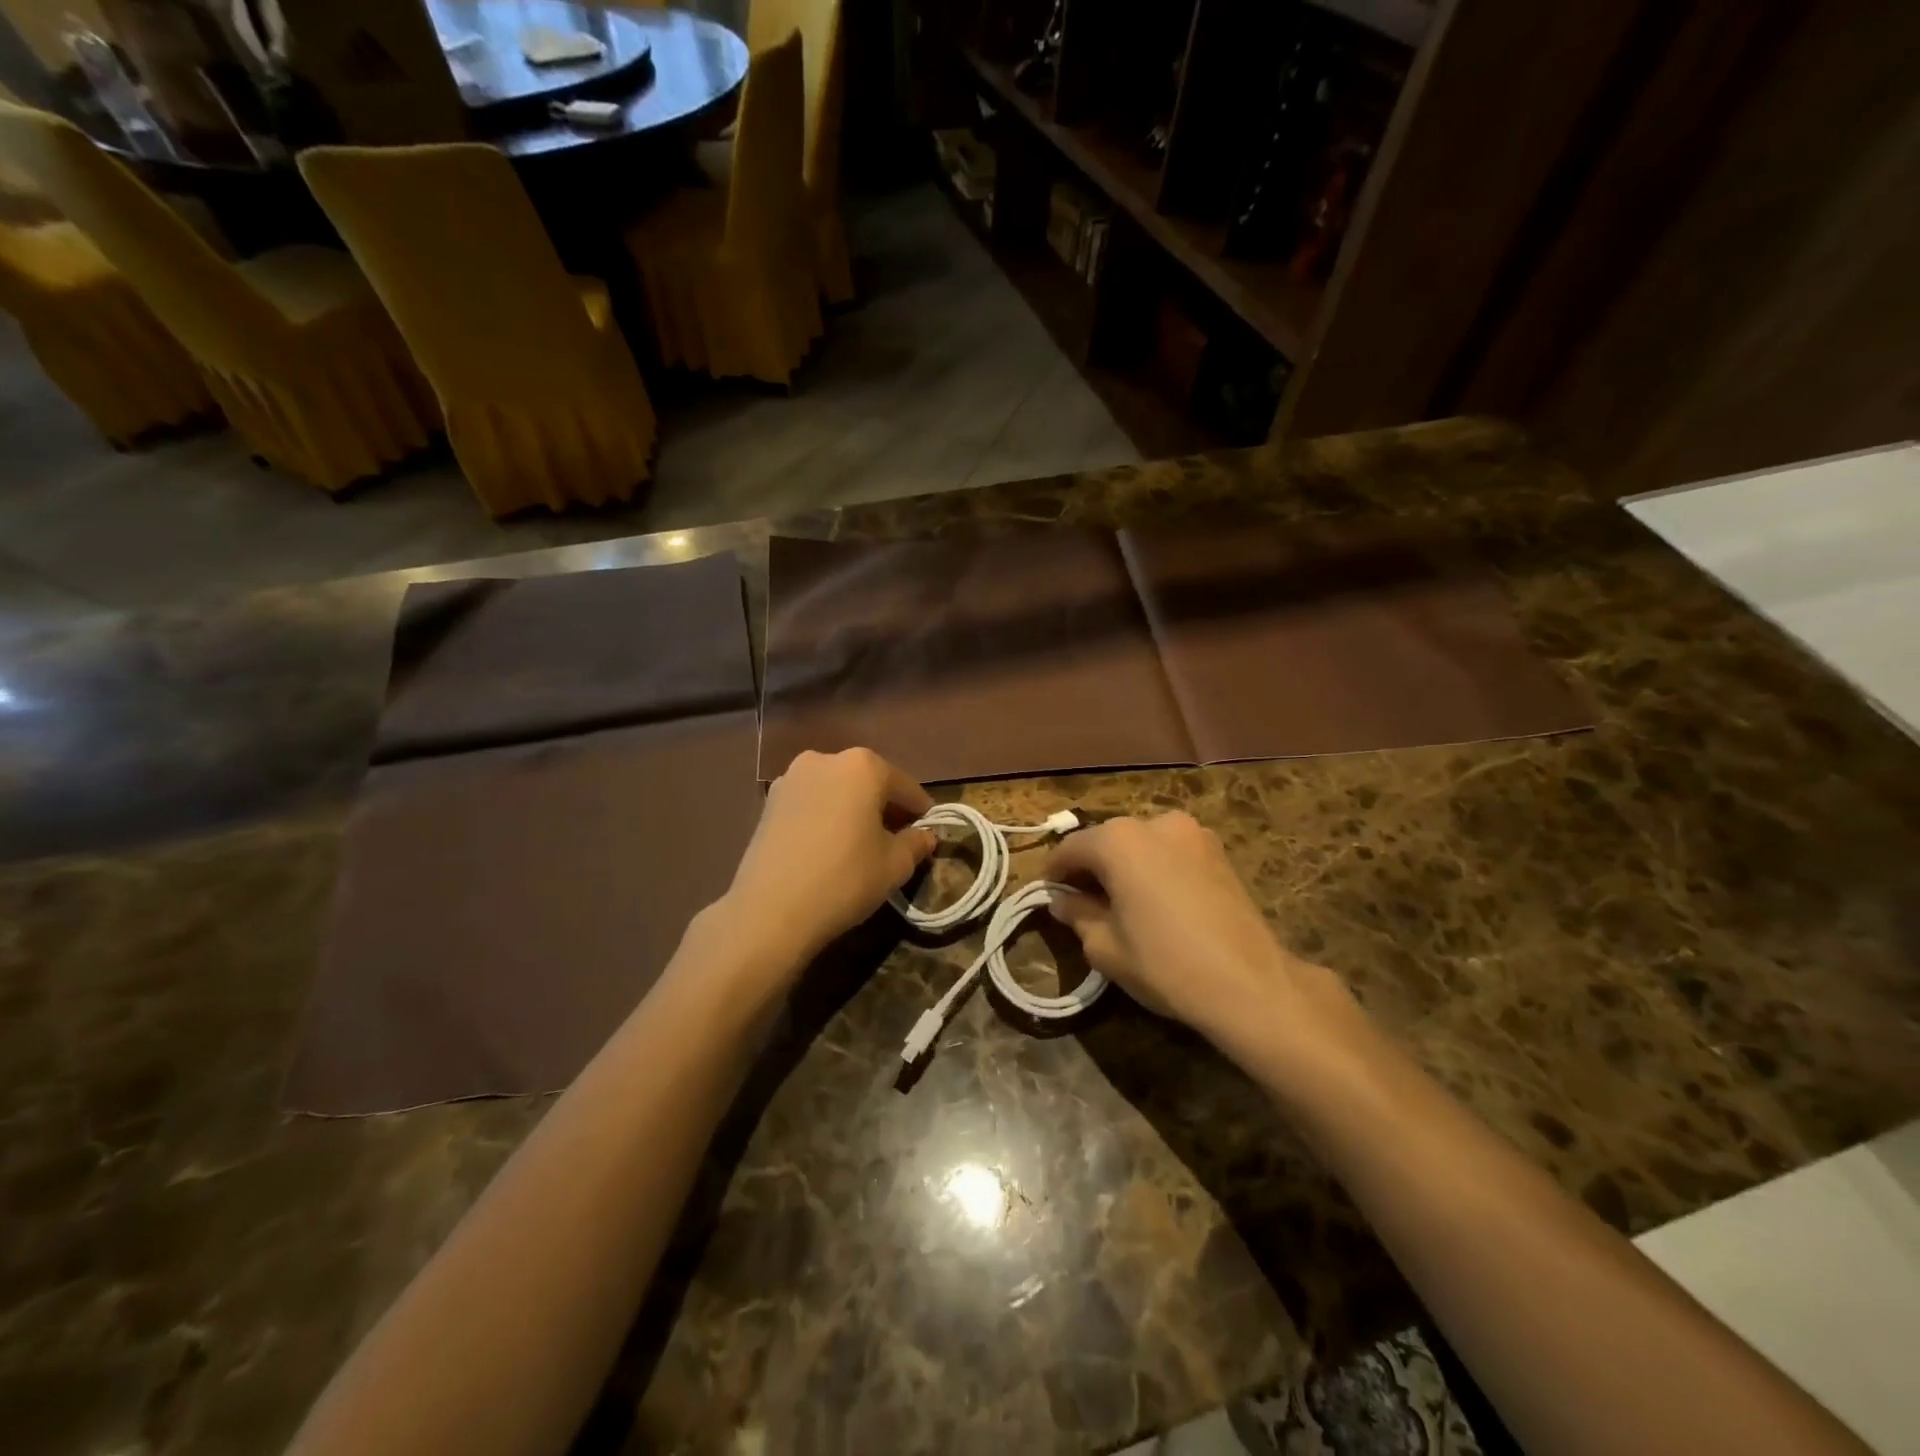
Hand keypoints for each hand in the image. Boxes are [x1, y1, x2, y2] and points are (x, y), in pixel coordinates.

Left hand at [720, 749, 935, 966]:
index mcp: (863, 766)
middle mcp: (826, 759)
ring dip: (852, 809)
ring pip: (837, 790)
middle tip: (896, 837)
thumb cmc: (844, 879)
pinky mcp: (769, 801)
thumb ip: (916, 843)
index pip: (904, 786)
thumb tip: (925, 836)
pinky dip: (825, 816)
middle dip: (884, 806)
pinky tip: (829, 845)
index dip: (920, 810)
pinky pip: (811, 802)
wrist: (770, 910)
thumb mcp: (894, 866)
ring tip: (860, 843)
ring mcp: (792, 777)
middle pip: (868, 781)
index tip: (928, 830)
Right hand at [1044, 812, 1367, 1070]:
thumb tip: (1064, 901)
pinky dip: (1155, 867)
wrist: (1249, 983)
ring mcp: (1191, 832)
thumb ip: (1077, 914)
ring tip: (1122, 901)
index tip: (1048, 894)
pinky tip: (1156, 900)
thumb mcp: (1105, 946)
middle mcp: (1154, 822)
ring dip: (1125, 865)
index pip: (1071, 847)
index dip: (1054, 872)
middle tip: (1082, 901)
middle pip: (1107, 840)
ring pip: (1141, 843)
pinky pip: (1170, 851)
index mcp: (1118, 840)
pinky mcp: (1217, 850)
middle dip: (1091, 866)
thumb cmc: (1165, 963)